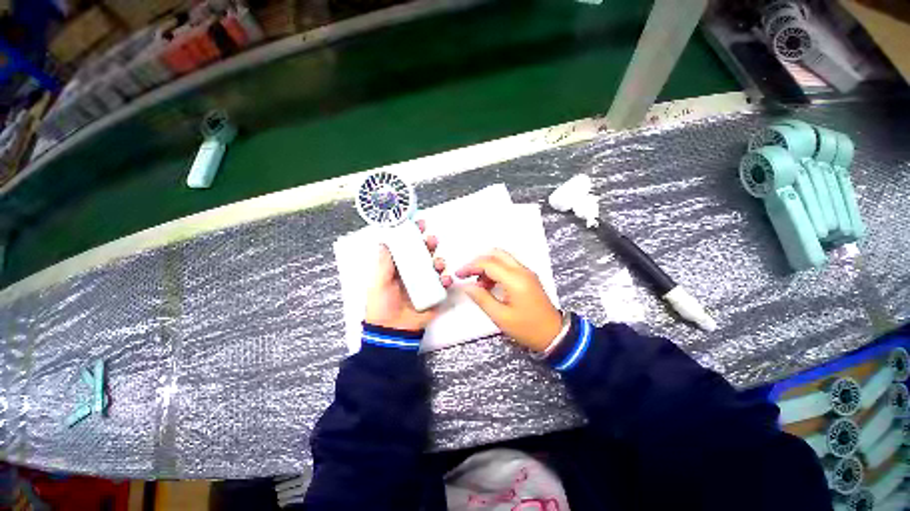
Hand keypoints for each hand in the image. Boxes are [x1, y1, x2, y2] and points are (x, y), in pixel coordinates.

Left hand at [365, 221, 452, 330]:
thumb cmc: (382, 305)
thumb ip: (383, 262)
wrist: (392, 331)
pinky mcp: (435, 294)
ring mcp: (425, 283)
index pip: (407, 247)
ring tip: (438, 264)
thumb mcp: (378, 282)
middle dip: (430, 244)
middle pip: (424, 253)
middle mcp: (414, 272)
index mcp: (399, 267)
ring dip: (439, 261)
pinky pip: (444, 284)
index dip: (413, 235)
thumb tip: (383, 241)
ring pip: (436, 266)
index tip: (419, 223)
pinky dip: (447, 280)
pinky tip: (445, 280)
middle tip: (432, 240)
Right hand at [455, 249, 561, 351]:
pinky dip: (496, 270)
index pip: (488, 263)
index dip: (470, 266)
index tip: (459, 274)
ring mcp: (527, 273)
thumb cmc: (527, 328)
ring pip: (503, 258)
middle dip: (479, 261)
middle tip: (468, 274)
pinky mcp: (528, 277)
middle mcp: (522, 271)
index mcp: (515, 280)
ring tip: (479, 284)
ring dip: (488, 266)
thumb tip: (467, 286)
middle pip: (496, 254)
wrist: (555, 334)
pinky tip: (490, 285)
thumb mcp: (501, 317)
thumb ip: (482, 298)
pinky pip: (509, 266)